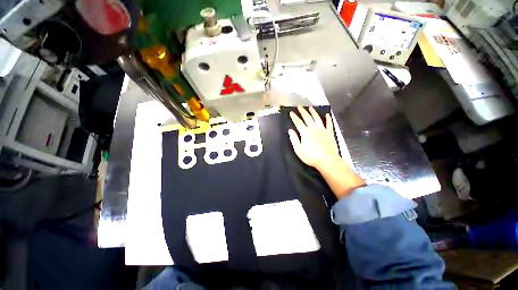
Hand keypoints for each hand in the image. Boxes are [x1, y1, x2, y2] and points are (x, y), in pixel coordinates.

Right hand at [288, 106, 340, 170]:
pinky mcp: (330, 132)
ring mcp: (322, 129)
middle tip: (299, 106)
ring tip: (311, 108)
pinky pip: (329, 123)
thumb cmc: (311, 157)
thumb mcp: (299, 150)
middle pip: (307, 117)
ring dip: (313, 112)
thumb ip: (294, 139)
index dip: (294, 117)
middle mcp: (313, 128)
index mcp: (305, 132)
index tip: (291, 112)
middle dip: (303, 111)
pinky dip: (328, 118)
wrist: (327, 159)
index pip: (298, 122)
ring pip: (317, 118)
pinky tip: (327, 114)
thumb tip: (290, 130)